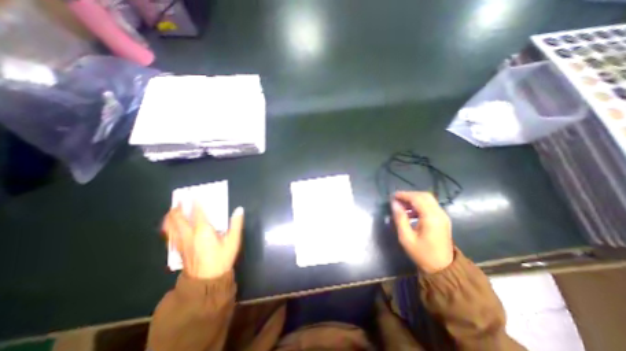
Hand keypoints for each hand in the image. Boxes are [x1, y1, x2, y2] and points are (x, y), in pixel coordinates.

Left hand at [161, 203, 243, 279]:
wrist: (206, 280)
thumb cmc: (221, 259)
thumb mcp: (233, 241)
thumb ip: (236, 224)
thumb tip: (239, 210)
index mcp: (203, 231)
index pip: (198, 212)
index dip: (196, 202)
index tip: (194, 193)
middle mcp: (189, 234)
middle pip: (178, 218)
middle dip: (178, 208)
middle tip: (180, 200)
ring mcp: (181, 242)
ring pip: (170, 227)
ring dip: (170, 217)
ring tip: (172, 210)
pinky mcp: (178, 249)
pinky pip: (170, 235)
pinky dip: (169, 228)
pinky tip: (170, 227)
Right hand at [390, 192, 455, 273]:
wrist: (443, 269)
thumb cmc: (422, 254)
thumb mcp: (406, 238)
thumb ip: (400, 218)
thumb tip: (394, 204)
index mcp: (431, 218)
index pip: (417, 198)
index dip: (404, 195)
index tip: (392, 196)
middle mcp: (439, 214)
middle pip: (424, 196)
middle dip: (409, 195)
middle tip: (396, 200)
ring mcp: (443, 216)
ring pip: (428, 199)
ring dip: (414, 199)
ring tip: (401, 205)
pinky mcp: (442, 219)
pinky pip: (430, 206)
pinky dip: (419, 204)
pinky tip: (410, 212)